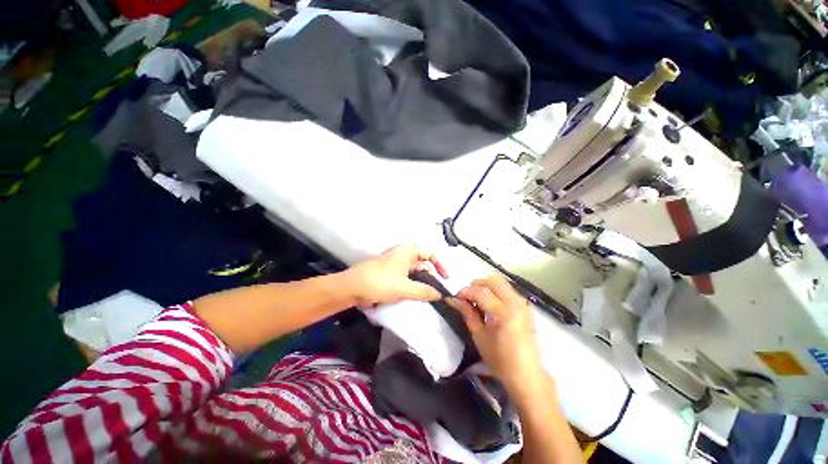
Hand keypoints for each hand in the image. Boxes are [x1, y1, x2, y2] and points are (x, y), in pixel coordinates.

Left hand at [343, 246, 448, 307]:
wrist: (350, 288)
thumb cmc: (379, 283)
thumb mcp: (404, 288)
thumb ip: (424, 291)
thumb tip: (440, 294)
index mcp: (407, 252)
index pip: (430, 253)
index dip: (440, 264)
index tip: (445, 278)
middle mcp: (402, 255)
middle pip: (422, 263)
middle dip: (430, 276)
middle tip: (435, 292)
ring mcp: (394, 264)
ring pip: (413, 272)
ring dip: (420, 283)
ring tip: (426, 297)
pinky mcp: (388, 273)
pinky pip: (404, 278)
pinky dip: (411, 286)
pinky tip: (412, 297)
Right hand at [448, 274, 548, 399]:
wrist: (527, 375)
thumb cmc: (500, 360)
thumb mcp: (479, 336)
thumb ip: (467, 313)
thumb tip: (452, 299)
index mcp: (503, 313)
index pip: (480, 291)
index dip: (465, 292)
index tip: (456, 298)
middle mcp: (515, 303)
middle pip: (492, 280)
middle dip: (476, 285)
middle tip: (467, 297)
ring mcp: (522, 303)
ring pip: (500, 282)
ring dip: (486, 287)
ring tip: (477, 301)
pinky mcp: (525, 306)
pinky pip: (507, 290)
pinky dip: (495, 291)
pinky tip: (489, 305)